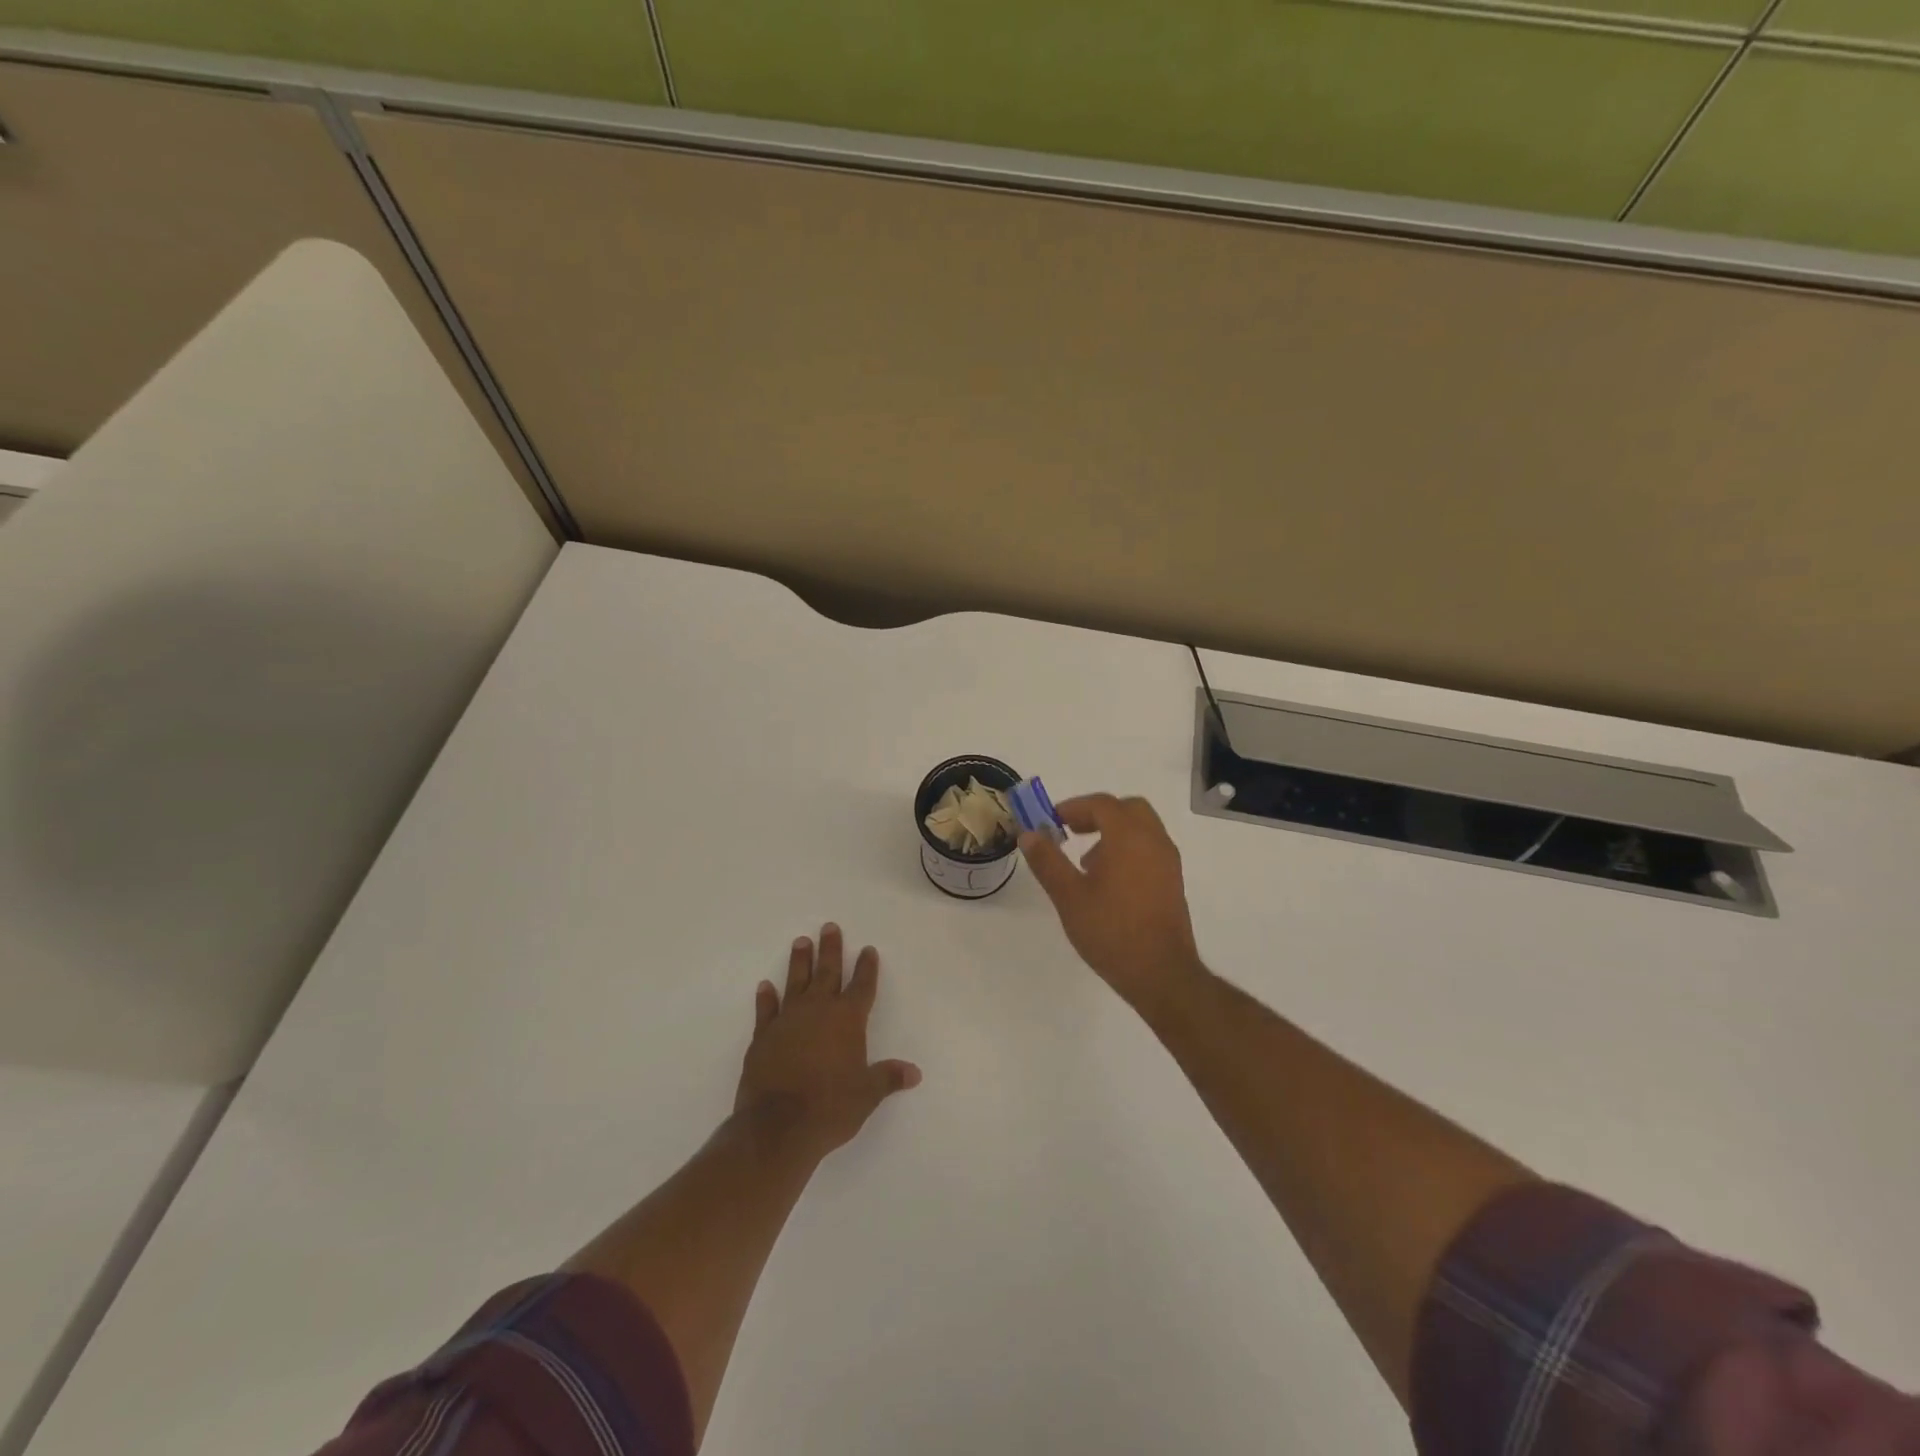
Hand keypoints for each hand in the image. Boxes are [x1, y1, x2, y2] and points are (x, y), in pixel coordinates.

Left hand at [736, 923, 921, 1163]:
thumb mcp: (867, 1095)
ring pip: (796, 982)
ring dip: (800, 962)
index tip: (868, 949)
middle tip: (830, 926)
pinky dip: (766, 998)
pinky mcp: (763, 1036)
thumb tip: (914, 1072)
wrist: (777, 1126)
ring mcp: (788, 1020)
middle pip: (827, 972)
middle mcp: (818, 1011)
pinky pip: (766, 1010)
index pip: (862, 986)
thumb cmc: (830, 1108)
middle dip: (831, 949)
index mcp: (847, 1020)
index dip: (866, 967)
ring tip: (801, 941)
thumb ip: (888, 1077)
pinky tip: (765, 986)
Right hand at [1020, 794, 1205, 1010]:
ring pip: (1141, 828)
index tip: (1051, 821)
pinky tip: (1108, 882)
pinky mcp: (1173, 882)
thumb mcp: (1069, 896)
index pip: (1102, 804)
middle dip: (1097, 814)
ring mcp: (1168, 861)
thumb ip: (1047, 861)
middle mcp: (1154, 841)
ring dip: (1113, 832)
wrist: (1161, 973)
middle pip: (1127, 809)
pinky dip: (1128, 849)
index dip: (1074, 807)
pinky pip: (1150, 848)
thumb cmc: (1111, 931)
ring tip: (1086, 862)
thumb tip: (1029, 834)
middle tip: (1072, 831)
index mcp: (1129, 837)